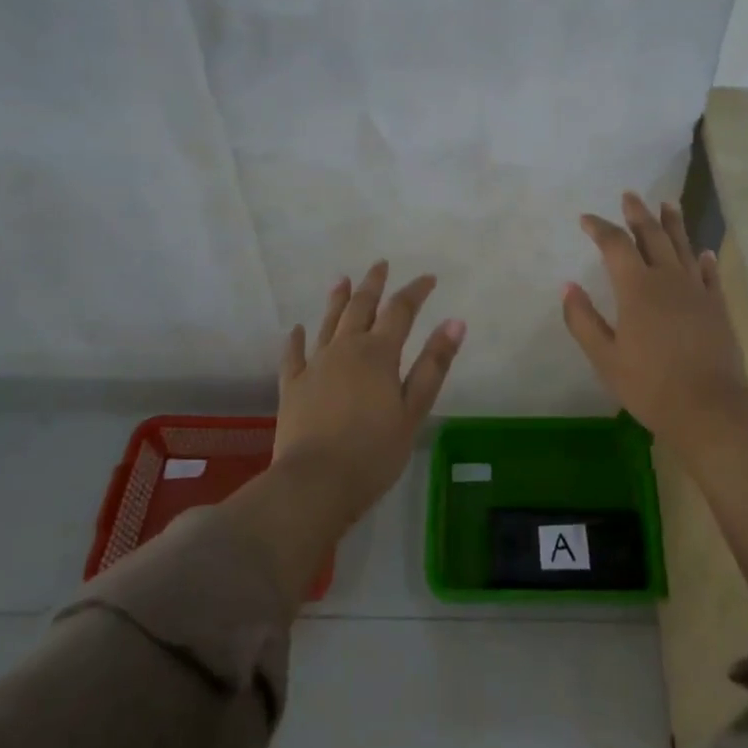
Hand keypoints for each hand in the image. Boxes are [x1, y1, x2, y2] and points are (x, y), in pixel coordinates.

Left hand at [274, 260, 466, 523]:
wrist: (315, 483)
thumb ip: (433, 364)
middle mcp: (345, 349)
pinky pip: (293, 355)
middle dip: (373, 285)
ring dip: (337, 300)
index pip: (400, 311)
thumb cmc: (374, 451)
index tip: (428, 278)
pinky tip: (296, 329)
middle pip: (360, 308)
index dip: (415, 292)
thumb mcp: (413, 410)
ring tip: (342, 280)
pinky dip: (296, 339)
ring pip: (327, 323)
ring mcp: (315, 366)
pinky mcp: (292, 387)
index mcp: (378, 354)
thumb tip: (456, 321)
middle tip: (380, 265)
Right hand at [561, 193, 747, 444]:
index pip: (615, 245)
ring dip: (673, 224)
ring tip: (667, 204)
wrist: (708, 407)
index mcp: (637, 288)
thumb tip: (568, 286)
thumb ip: (583, 319)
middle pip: (652, 236)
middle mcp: (668, 279)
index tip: (586, 219)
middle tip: (630, 196)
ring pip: (683, 247)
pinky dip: (703, 259)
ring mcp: (697, 291)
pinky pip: (709, 274)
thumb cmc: (649, 384)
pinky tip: (702, 252)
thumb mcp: (604, 357)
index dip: (599, 227)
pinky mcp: (717, 307)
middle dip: (638, 214)